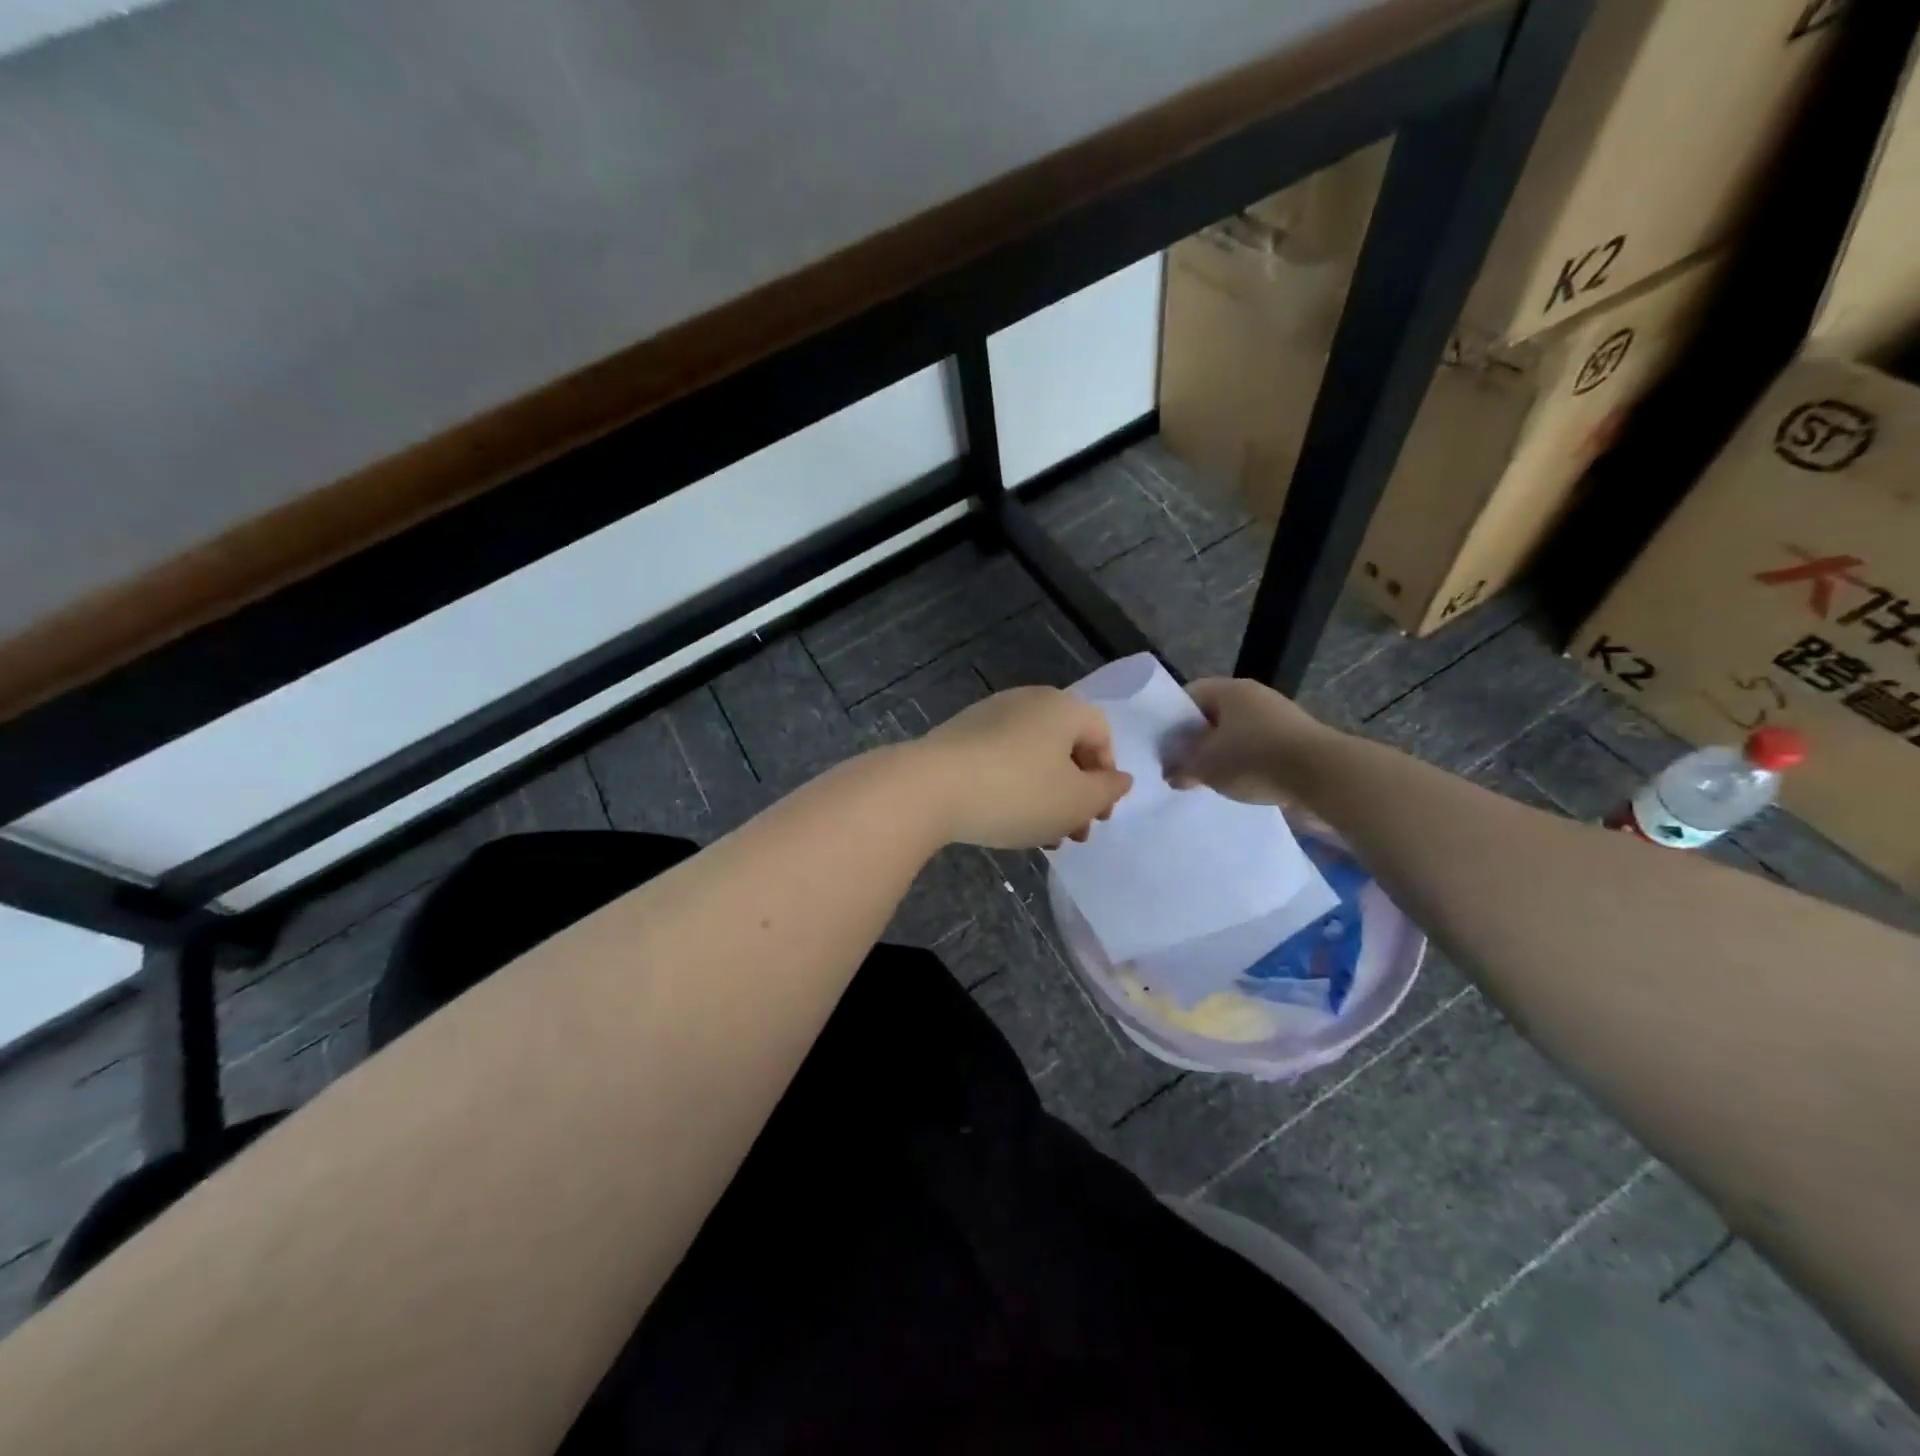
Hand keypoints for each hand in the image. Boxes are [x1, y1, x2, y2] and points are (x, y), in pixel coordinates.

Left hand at [913, 687, 1133, 848]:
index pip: (1101, 735)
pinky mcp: (959, 735)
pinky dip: (1012, 788)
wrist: (929, 787)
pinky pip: (1000, 760)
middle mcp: (1027, 701)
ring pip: (1033, 758)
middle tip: (1072, 834)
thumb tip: (1120, 779)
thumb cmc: (1016, 792)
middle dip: (1075, 794)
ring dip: (1045, 797)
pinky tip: (1005, 820)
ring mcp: (988, 715)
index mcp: (1062, 707)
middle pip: (1065, 747)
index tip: (1097, 816)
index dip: (1107, 778)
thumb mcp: (1075, 801)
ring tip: (1040, 837)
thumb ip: (1107, 790)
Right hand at [1165, 678, 1331, 805]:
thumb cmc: (1255, 758)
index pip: (1189, 695)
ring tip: (1207, 781)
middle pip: (1214, 716)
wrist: (1323, 775)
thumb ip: (1182, 766)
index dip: (1171, 719)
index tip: (1162, 746)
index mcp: (1229, 690)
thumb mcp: (1206, 766)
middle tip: (1181, 766)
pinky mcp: (1296, 742)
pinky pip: (1259, 750)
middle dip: (1196, 741)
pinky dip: (1246, 765)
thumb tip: (1170, 773)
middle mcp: (1255, 697)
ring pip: (1237, 734)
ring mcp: (1279, 718)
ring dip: (1222, 755)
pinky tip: (1238, 786)